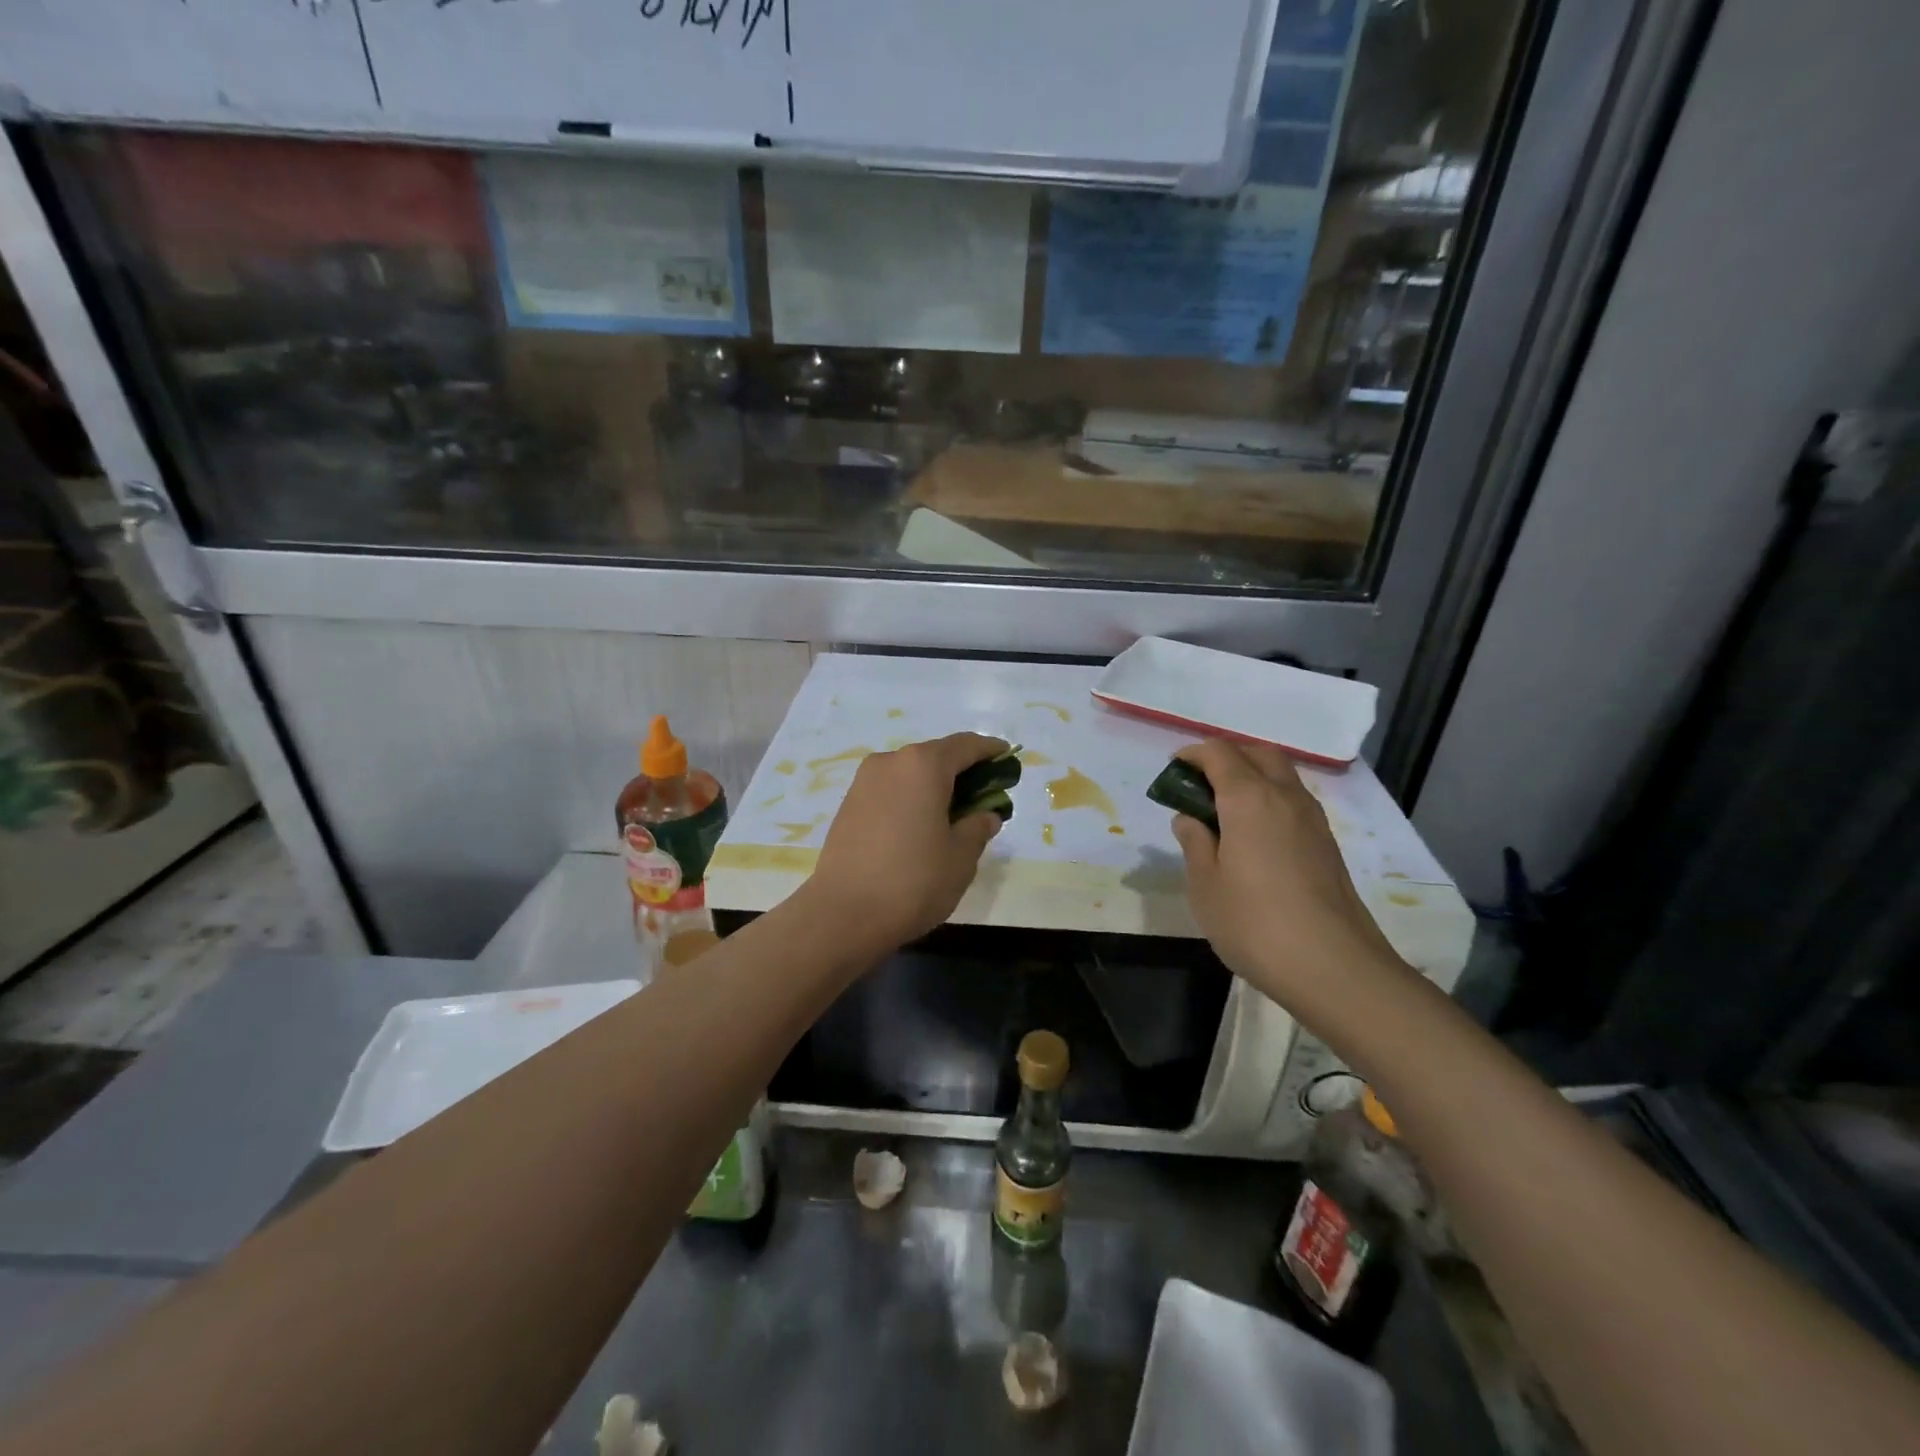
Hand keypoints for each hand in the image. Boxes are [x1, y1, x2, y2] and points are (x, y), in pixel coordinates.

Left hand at [803, 733, 1006, 950]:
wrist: (843, 914)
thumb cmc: (913, 881)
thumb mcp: (960, 857)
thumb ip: (978, 827)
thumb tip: (985, 815)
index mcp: (923, 765)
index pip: (965, 745)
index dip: (989, 750)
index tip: (1006, 755)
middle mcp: (891, 762)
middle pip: (935, 756)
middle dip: (962, 770)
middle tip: (984, 794)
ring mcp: (864, 782)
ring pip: (910, 773)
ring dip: (934, 785)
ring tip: (953, 814)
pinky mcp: (848, 804)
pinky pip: (890, 790)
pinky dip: (911, 798)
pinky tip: (921, 825)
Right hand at [1169, 740, 1404, 1005]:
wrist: (1334, 968)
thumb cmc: (1255, 923)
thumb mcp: (1205, 885)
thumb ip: (1194, 843)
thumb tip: (1190, 819)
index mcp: (1249, 798)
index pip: (1219, 753)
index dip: (1193, 754)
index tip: (1173, 772)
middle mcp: (1285, 797)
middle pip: (1257, 754)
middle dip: (1226, 757)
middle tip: (1200, 785)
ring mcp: (1312, 820)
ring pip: (1281, 775)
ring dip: (1251, 777)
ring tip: (1224, 811)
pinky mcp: (1327, 844)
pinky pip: (1293, 802)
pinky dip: (1269, 800)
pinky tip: (1253, 836)